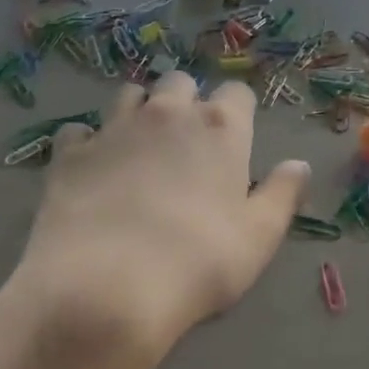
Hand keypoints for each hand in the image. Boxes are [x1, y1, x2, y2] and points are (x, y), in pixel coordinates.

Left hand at [9, 73, 310, 368]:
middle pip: (179, 83)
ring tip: (138, 148)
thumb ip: (282, 194)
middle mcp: (166, 114)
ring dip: (139, 112)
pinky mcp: (70, 153)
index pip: (236, 93)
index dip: (237, 112)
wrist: (106, 285)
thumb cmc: (198, 263)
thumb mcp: (260, 237)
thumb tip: (299, 165)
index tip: (234, 139)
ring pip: (129, 95)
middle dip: (186, 103)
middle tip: (185, 143)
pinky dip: (88, 143)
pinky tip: (91, 170)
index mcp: (219, 129)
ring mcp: (113, 128)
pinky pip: (79, 131)